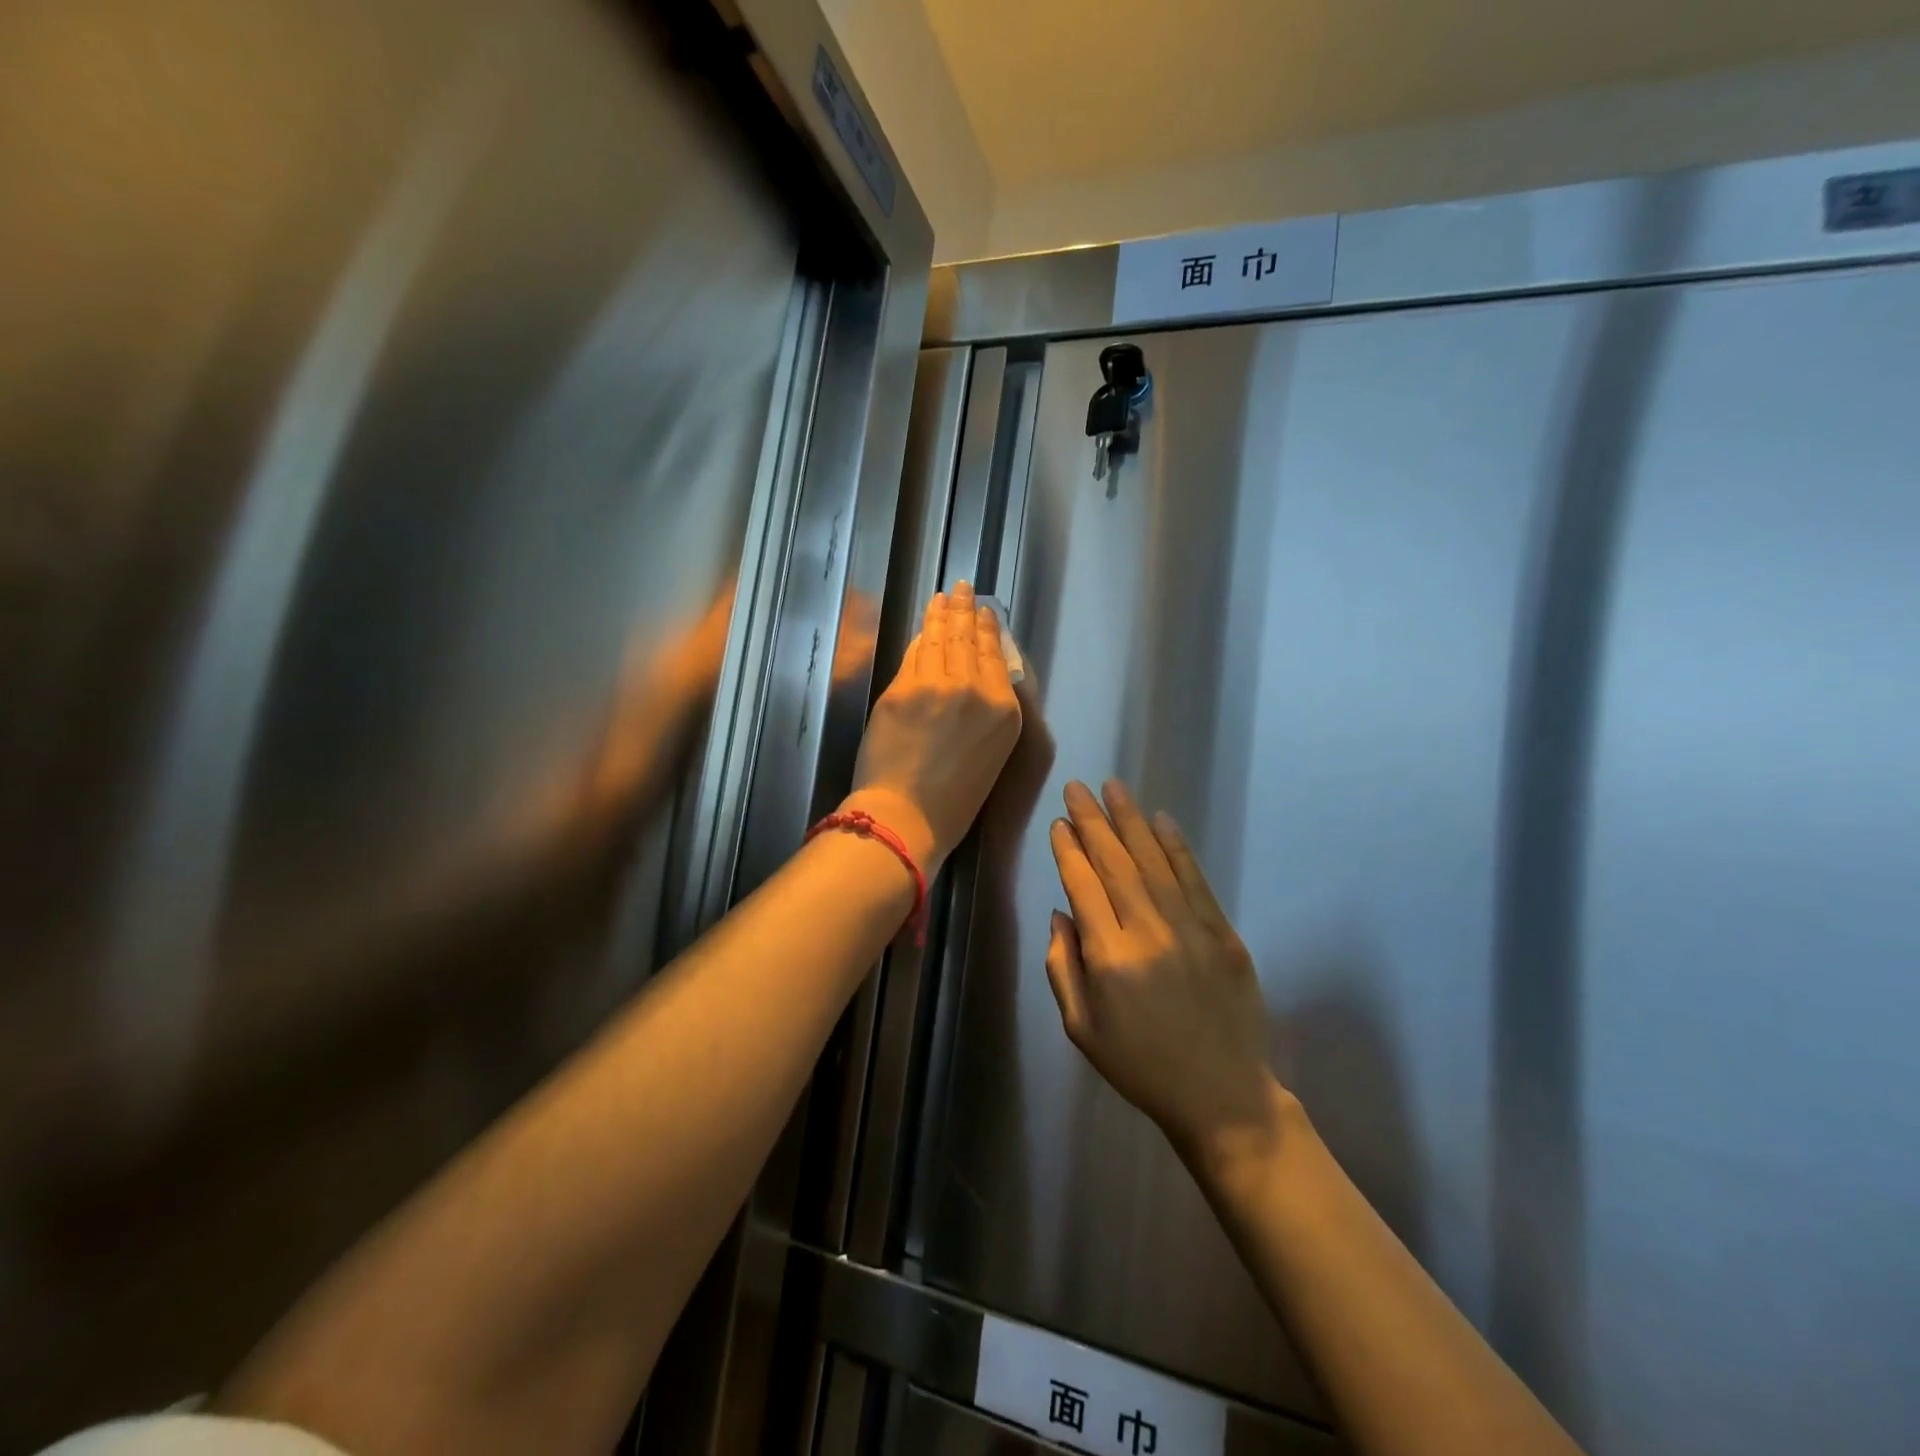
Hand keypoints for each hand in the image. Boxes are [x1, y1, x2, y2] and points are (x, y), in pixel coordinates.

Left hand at [844, 582, 1021, 875]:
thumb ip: (988, 712)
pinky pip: (914, 654)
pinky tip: (924, 624)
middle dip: (964, 610)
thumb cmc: (953, 801)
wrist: (907, 817)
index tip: (984, 611)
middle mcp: (976, 689)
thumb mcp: (990, 754)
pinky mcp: (903, 688)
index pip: (995, 656)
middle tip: (961, 588)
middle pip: (968, 639)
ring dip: (942, 614)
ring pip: (940, 639)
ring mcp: (937, 684)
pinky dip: (920, 637)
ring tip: (944, 596)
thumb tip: (974, 677)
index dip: (987, 629)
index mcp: (1004, 710)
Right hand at [1045, 780, 1284, 1165]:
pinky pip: (1195, 879)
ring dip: (1131, 821)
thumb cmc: (1140, 1065)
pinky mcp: (1224, 933)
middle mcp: (1148, 933)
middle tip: (1078, 787)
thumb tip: (1060, 912)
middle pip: (1115, 863)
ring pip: (1154, 862)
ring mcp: (1191, 929)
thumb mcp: (1081, 1028)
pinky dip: (1176, 847)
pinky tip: (1161, 820)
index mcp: (1109, 959)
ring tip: (1113, 788)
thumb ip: (1062, 966)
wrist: (1221, 1095)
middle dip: (1093, 821)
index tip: (1059, 822)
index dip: (1069, 850)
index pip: (1083, 886)